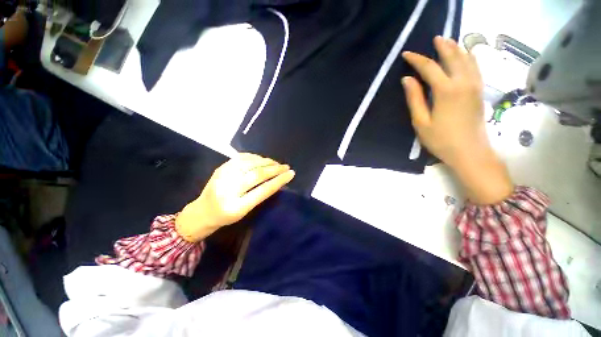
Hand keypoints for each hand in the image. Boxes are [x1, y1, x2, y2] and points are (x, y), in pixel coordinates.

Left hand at [175, 153, 294, 241]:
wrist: (202, 212)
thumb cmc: (226, 216)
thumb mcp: (245, 211)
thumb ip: (260, 195)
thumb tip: (276, 179)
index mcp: (236, 206)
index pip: (263, 190)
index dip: (279, 181)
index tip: (291, 174)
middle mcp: (228, 189)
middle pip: (257, 174)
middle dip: (275, 169)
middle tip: (286, 167)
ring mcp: (223, 176)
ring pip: (250, 163)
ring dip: (266, 162)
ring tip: (276, 164)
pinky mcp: (221, 167)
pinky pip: (241, 158)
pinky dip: (255, 157)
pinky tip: (262, 159)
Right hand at [402, 36, 512, 203]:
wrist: (470, 151)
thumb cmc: (441, 139)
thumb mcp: (421, 121)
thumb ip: (414, 98)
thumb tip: (407, 79)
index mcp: (446, 90)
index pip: (429, 67)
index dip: (417, 59)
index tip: (406, 54)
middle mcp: (463, 82)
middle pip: (453, 57)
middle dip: (442, 46)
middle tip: (434, 39)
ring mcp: (475, 85)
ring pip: (467, 59)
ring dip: (457, 48)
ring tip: (448, 42)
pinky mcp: (480, 91)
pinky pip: (476, 67)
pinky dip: (469, 57)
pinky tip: (466, 55)